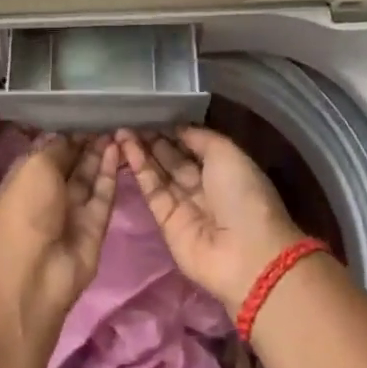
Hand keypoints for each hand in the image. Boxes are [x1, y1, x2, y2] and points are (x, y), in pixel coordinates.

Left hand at [0, 135, 119, 319]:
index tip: (85, 112)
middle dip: (86, 142)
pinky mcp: (94, 225)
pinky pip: (104, 194)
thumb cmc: (25, 211)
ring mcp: (72, 210)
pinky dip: (110, 172)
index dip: (65, 133)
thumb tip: (68, 136)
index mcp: (25, 178)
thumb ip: (56, 148)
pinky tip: (118, 149)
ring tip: (117, 128)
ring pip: (89, 177)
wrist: (34, 273)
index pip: (48, 150)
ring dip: (100, 154)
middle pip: (71, 163)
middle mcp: (48, 193)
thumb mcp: (34, 168)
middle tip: (107, 117)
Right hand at [117, 127, 306, 311]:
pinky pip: (152, 191)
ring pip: (160, 173)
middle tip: (131, 120)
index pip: (195, 146)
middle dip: (154, 140)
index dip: (174, 131)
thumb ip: (200, 138)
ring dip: (142, 152)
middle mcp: (205, 186)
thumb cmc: (243, 196)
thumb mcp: (228, 154)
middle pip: (174, 159)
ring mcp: (185, 205)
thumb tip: (177, 129)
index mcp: (226, 170)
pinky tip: (126, 149)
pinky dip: (140, 170)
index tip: (152, 114)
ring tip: (121, 131)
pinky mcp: (166, 222)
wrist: (244, 253)